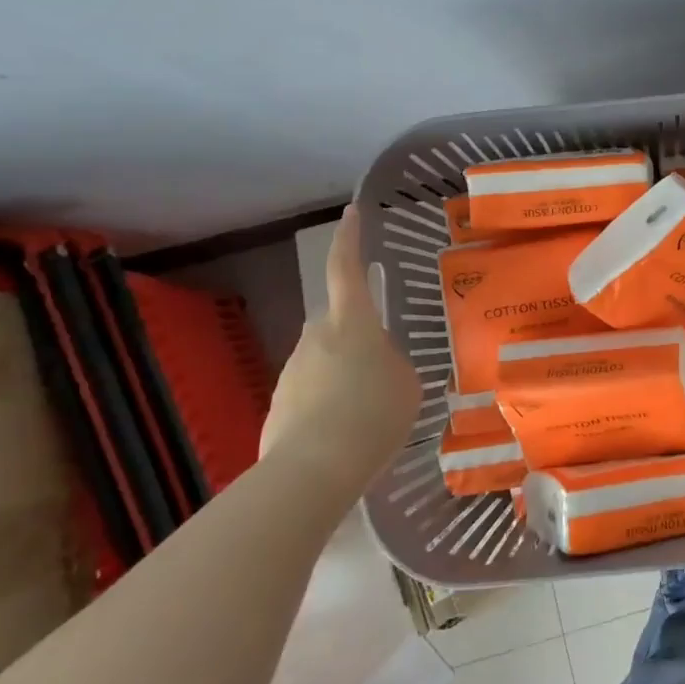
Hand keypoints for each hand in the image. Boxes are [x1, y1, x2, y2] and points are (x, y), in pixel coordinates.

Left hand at [261, 206, 421, 490]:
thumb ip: (392, 365)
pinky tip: (346, 438)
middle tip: (382, 370)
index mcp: (351, 322)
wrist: (313, 471)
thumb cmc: (372, 416)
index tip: (350, 212)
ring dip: (344, 379)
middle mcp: (315, 337)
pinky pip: (312, 396)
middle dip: (357, 340)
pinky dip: (328, 409)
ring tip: (369, 417)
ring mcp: (292, 371)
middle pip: (338, 324)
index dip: (349, 237)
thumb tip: (377, 368)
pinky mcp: (278, 406)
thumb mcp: (406, 384)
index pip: (346, 267)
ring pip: (325, 363)